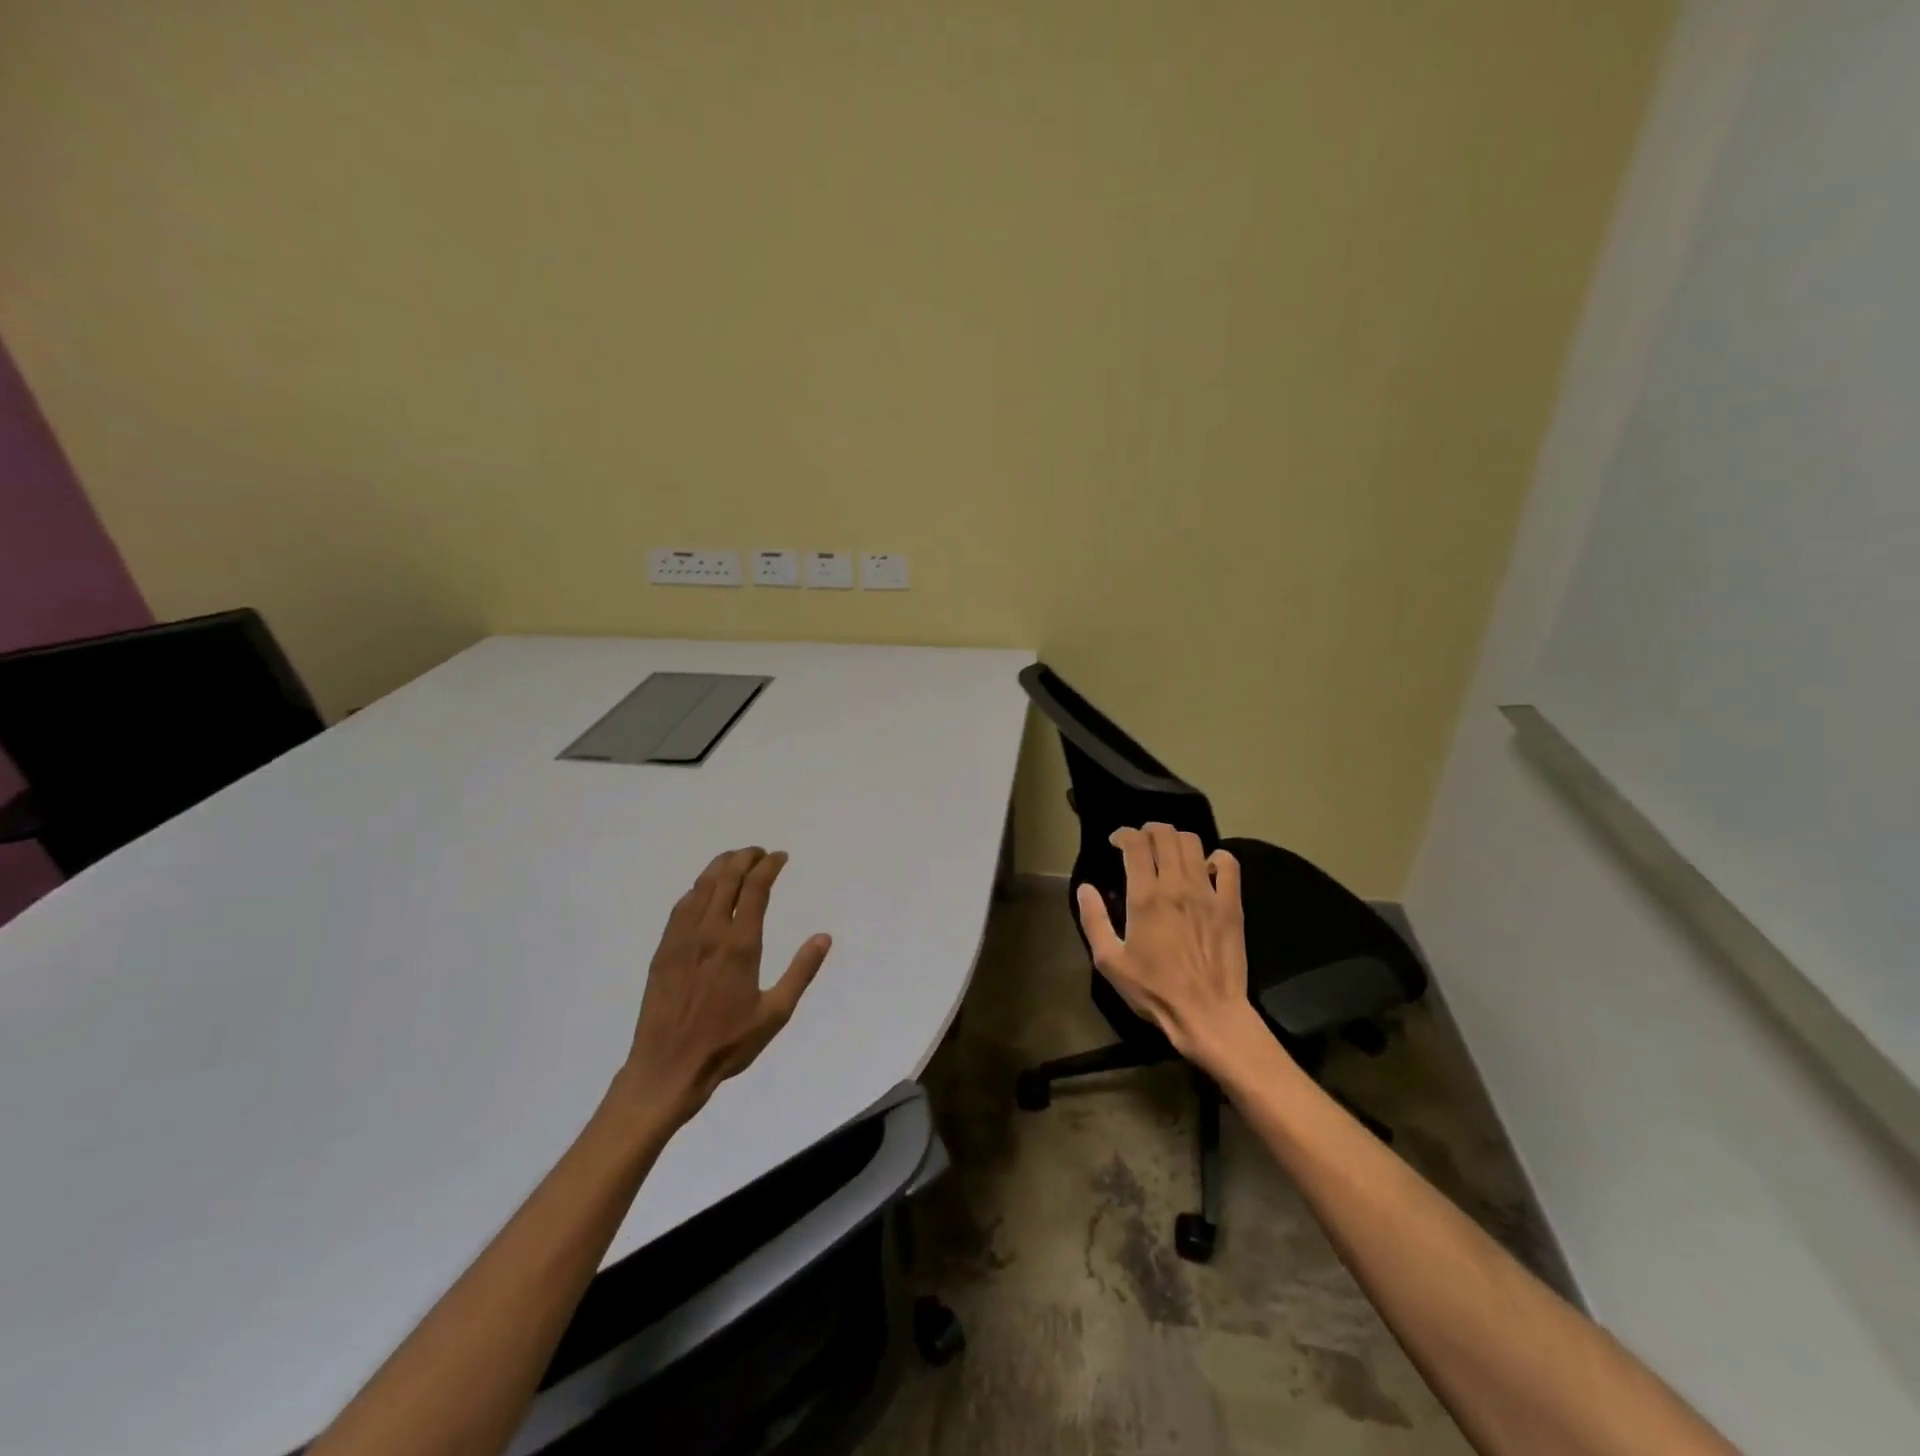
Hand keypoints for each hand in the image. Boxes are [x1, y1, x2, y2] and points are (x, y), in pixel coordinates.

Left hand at [617, 847, 831, 1125]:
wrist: (667, 1068)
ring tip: (735, 861)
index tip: (781, 857)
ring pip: (701, 887)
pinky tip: (704, 891)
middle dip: (745, 858)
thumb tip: (824, 937)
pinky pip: (682, 906)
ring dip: (720, 866)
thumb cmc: (727, 1044)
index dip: (769, 865)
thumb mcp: (775, 1013)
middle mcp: (710, 932)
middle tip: (760, 853)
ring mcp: (682, 939)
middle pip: (726, 877)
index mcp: (740, 944)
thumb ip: (801, 971)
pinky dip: (698, 888)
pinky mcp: (664, 950)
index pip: (755, 887)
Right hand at [1076, 824, 1257, 1069]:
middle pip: (1166, 835)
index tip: (1116, 841)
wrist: (1207, 1014)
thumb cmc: (1154, 990)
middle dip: (1149, 830)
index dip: (1124, 834)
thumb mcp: (1110, 961)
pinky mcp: (1231, 905)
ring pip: (1194, 843)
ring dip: (1177, 839)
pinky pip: (1229, 864)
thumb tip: (1085, 888)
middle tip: (1141, 842)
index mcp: (1145, 897)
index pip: (1135, 844)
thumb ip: (1094, 920)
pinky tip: (1207, 868)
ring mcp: (1208, 892)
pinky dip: (1216, 858)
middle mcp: (1177, 886)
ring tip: (1169, 851)